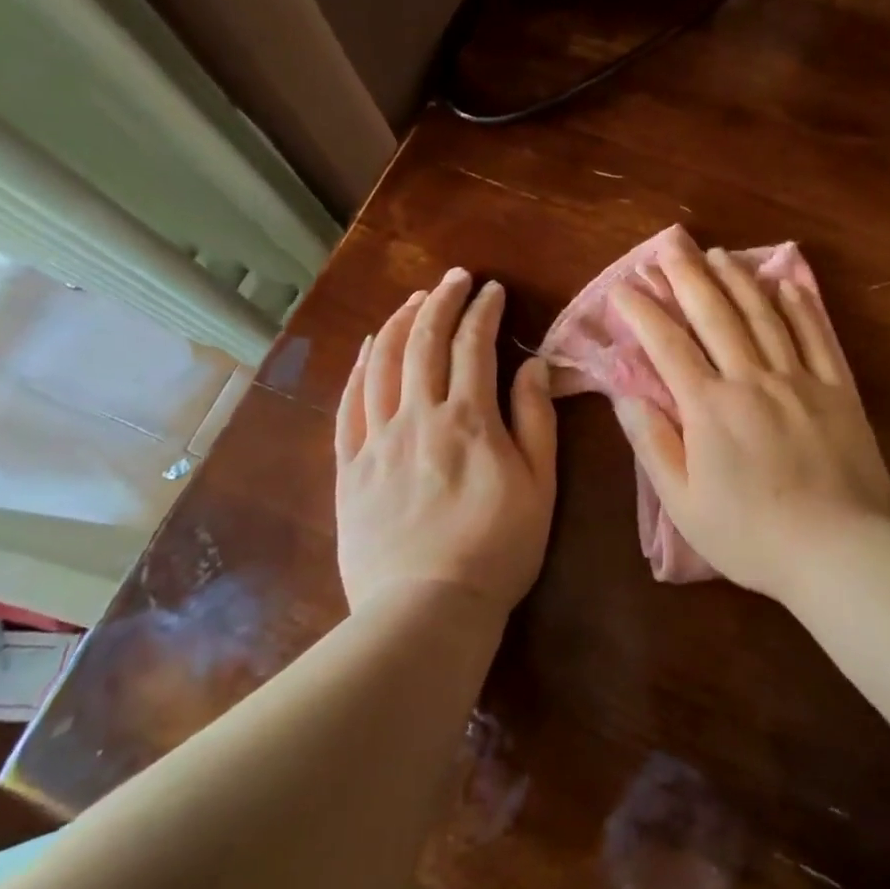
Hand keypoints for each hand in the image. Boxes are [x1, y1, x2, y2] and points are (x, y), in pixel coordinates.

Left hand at [333, 268, 557, 614]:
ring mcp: (377, 441)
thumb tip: (533, 365)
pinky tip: (369, 348)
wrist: (426, 610)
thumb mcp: (540, 484)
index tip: (492, 290)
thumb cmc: (498, 548)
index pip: (474, 346)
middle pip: (424, 342)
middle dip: (441, 301)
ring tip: (414, 300)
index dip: (483, 311)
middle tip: (454, 278)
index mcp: (468, 419)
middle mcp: (418, 416)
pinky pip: (349, 405)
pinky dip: (360, 368)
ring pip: (383, 364)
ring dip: (400, 324)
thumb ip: (536, 419)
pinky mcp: (350, 468)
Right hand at [609, 240, 889, 602]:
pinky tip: (786, 283)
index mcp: (709, 407)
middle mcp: (751, 378)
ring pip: (763, 315)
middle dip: (687, 275)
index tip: (623, 286)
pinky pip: (815, 336)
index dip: (643, 311)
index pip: (667, 345)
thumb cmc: (752, 535)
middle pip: (714, 314)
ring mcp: (798, 378)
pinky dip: (799, 305)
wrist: (839, 548)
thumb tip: (627, 396)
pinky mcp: (837, 388)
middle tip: (669, 243)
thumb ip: (654, 445)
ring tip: (718, 253)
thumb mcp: (685, 504)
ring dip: (737, 280)